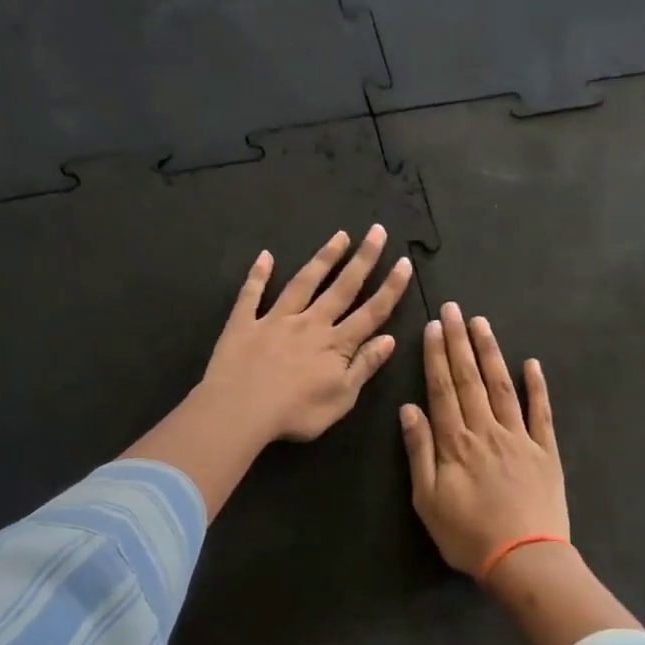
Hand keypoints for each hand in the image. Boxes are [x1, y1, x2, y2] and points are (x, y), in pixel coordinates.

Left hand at [201, 225, 414, 444]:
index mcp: (336, 344)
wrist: (241, 410)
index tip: (404, 262)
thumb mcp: (342, 398)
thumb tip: (389, 339)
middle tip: (377, 231)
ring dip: (323, 258)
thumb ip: (364, 366)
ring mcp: (276, 320)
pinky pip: (252, 294)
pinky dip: (258, 274)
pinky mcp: (244, 323)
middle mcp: (310, 324)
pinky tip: (265, 256)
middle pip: (342, 288)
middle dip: (363, 259)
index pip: (371, 312)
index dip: (390, 288)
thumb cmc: (296, 413)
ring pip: (303, 283)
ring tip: (340, 236)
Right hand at [400, 303, 568, 576]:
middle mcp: (487, 430)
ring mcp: (520, 438)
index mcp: (456, 442)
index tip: (434, 327)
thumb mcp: (428, 500)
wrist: (524, 560)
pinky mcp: (545, 451)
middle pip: (470, 379)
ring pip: (502, 386)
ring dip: (491, 353)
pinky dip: (537, 386)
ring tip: (482, 324)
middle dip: (460, 342)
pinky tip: (531, 363)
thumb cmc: (467, 535)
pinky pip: (541, 412)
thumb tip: (409, 409)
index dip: (437, 356)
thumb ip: (419, 452)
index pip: (443, 389)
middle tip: (454, 309)